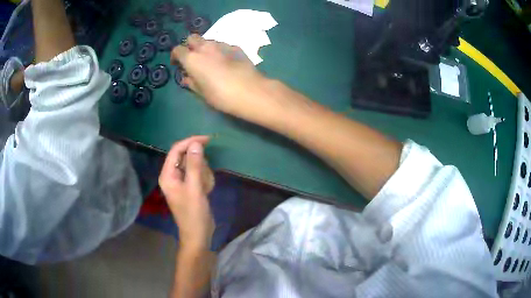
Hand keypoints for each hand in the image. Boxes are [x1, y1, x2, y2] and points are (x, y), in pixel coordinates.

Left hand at [159, 136, 214, 249]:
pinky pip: (199, 174)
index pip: (176, 150)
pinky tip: (206, 192)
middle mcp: (172, 175)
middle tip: (204, 180)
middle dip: (199, 165)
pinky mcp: (190, 186)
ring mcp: (182, 181)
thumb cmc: (194, 214)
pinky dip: (205, 180)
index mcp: (168, 175)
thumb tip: (196, 144)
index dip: (190, 142)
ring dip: (204, 174)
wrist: (199, 234)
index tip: (207, 140)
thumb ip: (194, 165)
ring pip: (195, 165)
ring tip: (205, 189)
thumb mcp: (194, 189)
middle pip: (187, 157)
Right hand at [170, 34, 272, 119]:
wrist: (250, 91)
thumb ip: (192, 83)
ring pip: (208, 40)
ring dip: (205, 47)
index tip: (177, 64)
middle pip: (192, 38)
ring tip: (210, 61)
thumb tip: (187, 78)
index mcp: (192, 58)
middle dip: (189, 46)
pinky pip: (223, 45)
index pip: (178, 50)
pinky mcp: (236, 47)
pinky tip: (226, 62)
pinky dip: (220, 51)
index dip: (175, 56)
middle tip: (193, 59)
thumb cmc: (221, 95)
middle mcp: (205, 47)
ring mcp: (221, 45)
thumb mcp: (202, 93)